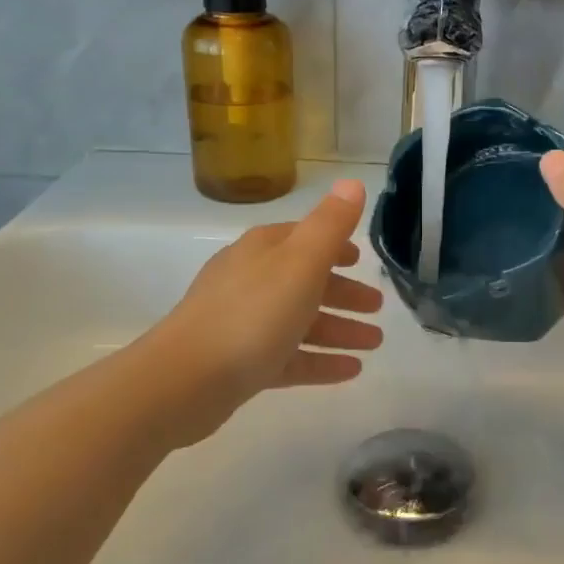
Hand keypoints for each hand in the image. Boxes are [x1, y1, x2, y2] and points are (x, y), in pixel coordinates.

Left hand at [158, 180, 385, 400]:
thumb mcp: (300, 262)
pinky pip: (289, 358)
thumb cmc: (251, 314)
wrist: (185, 381)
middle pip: (305, 282)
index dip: (335, 247)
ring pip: (300, 322)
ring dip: (339, 330)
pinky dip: (320, 361)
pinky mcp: (240, 364)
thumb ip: (330, 224)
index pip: (304, 238)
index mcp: (263, 250)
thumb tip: (352, 183)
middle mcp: (250, 281)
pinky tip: (351, 371)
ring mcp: (243, 324)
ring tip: (373, 344)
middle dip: (344, 293)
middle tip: (377, 308)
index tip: (361, 260)